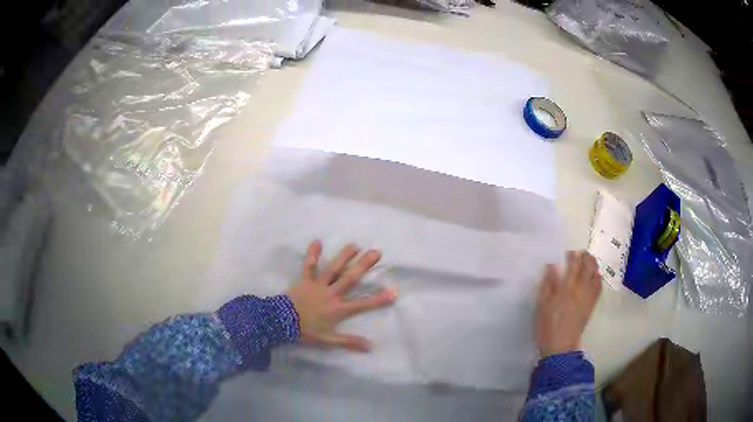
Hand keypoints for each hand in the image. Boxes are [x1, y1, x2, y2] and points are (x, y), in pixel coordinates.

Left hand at [286, 240, 396, 352]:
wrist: (281, 322)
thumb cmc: (306, 331)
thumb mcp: (329, 340)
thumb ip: (349, 342)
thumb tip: (370, 347)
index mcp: (338, 309)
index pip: (362, 304)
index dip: (379, 299)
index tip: (394, 292)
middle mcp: (331, 293)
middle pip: (350, 278)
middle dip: (364, 266)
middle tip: (376, 252)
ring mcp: (318, 285)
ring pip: (333, 268)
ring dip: (344, 256)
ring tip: (355, 245)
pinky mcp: (305, 280)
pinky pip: (309, 265)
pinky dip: (312, 254)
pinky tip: (317, 241)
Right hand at [535, 251, 601, 356]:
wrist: (560, 347)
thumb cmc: (547, 327)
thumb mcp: (541, 306)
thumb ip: (548, 285)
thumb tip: (552, 266)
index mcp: (567, 288)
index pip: (573, 266)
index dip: (572, 256)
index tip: (568, 253)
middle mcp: (581, 290)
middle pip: (587, 268)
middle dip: (585, 257)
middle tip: (581, 253)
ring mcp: (588, 298)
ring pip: (595, 275)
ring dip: (593, 265)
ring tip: (589, 261)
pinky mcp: (591, 306)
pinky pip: (598, 288)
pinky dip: (598, 279)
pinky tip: (596, 277)